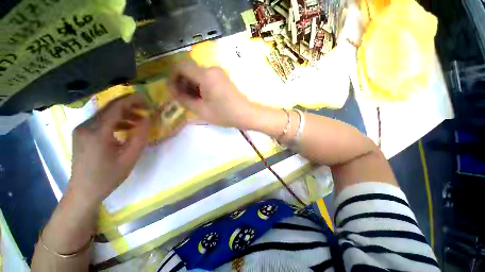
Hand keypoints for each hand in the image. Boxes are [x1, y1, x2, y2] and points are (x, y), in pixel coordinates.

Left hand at [69, 94, 149, 202]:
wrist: (84, 191)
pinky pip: (101, 121)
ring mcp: (81, 129)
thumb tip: (146, 119)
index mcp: (97, 132)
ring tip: (140, 121)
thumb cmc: (108, 176)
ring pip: (105, 114)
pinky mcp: (82, 134)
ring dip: (124, 114)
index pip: (115, 107)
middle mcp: (85, 126)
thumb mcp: (130, 157)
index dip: (132, 100)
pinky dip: (116, 121)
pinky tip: (127, 128)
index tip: (147, 99)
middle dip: (130, 106)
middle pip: (110, 108)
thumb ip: (140, 136)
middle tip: (147, 109)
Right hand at [169, 63, 257, 128]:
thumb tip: (173, 91)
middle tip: (183, 99)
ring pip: (198, 74)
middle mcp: (212, 68)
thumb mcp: (201, 110)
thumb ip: (184, 99)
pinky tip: (203, 98)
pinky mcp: (223, 77)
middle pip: (190, 70)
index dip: (173, 78)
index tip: (173, 91)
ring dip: (192, 85)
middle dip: (183, 83)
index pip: (181, 67)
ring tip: (193, 101)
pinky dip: (201, 85)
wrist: (246, 114)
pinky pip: (207, 77)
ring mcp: (219, 72)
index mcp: (205, 75)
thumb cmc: (224, 114)